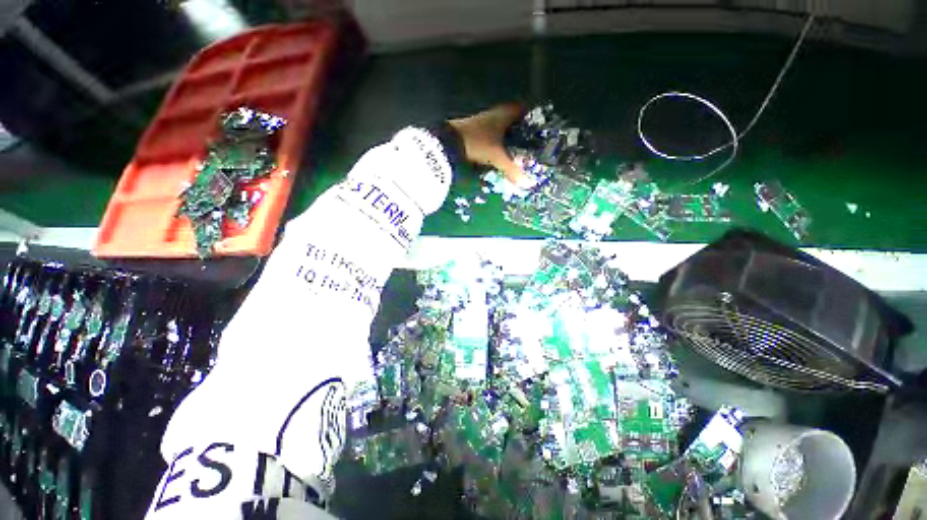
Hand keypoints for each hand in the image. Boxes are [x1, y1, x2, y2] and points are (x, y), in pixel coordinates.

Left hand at [448, 103, 525, 184]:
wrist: (449, 142)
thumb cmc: (478, 143)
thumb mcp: (497, 158)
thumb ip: (512, 170)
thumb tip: (529, 184)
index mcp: (503, 115)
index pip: (521, 108)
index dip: (530, 116)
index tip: (537, 127)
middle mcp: (493, 114)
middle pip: (511, 117)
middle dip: (519, 128)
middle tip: (527, 141)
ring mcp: (481, 121)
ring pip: (499, 125)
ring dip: (506, 135)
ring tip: (515, 148)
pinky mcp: (473, 130)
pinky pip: (489, 133)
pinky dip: (495, 140)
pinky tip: (497, 150)